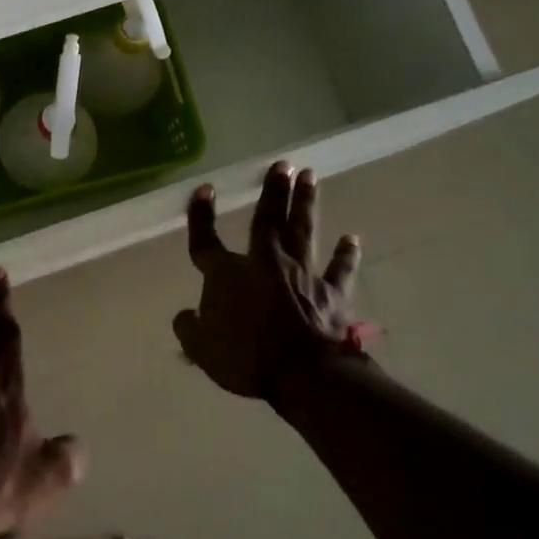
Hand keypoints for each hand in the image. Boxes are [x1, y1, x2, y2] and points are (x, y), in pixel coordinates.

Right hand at [172, 162, 369, 405]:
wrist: (304, 374)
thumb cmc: (246, 358)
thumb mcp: (202, 350)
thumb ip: (190, 328)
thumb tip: (185, 315)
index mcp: (227, 275)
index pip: (206, 240)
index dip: (201, 215)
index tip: (205, 188)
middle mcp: (265, 264)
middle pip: (267, 219)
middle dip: (273, 191)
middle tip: (282, 164)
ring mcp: (302, 274)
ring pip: (303, 231)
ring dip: (306, 203)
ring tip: (311, 175)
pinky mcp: (332, 293)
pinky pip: (341, 269)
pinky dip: (347, 254)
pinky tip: (352, 239)